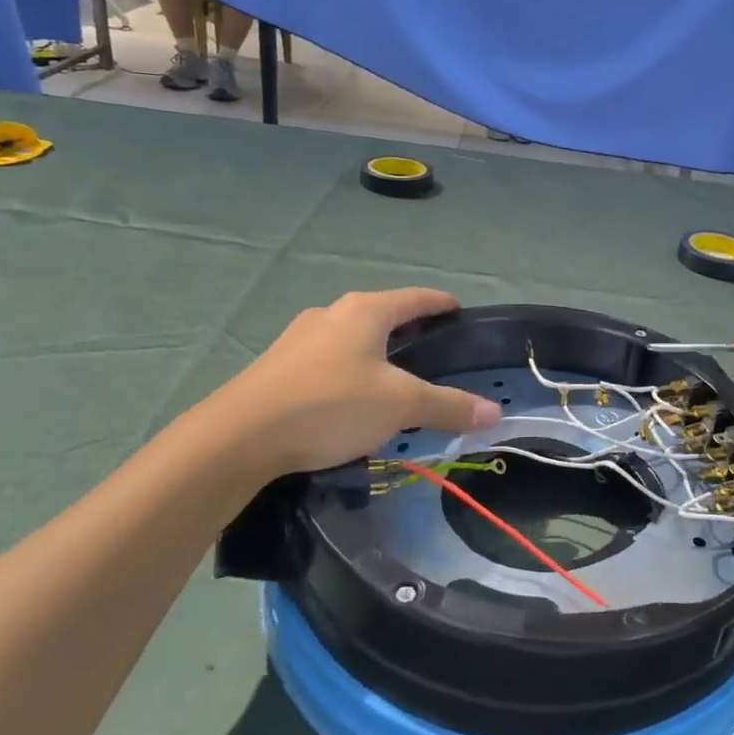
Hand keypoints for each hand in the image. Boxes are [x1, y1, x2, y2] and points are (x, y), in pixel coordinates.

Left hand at [182, 288, 500, 490]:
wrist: (237, 437)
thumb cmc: (330, 405)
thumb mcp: (399, 405)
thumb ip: (448, 406)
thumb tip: (496, 412)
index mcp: (367, 310)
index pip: (418, 298)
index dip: (443, 305)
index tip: (461, 314)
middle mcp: (333, 313)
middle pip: (385, 315)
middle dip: (412, 330)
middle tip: (436, 354)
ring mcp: (301, 337)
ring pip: (354, 338)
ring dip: (379, 352)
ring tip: (396, 380)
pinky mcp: (279, 365)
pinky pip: (329, 359)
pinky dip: (351, 370)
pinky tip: (352, 399)